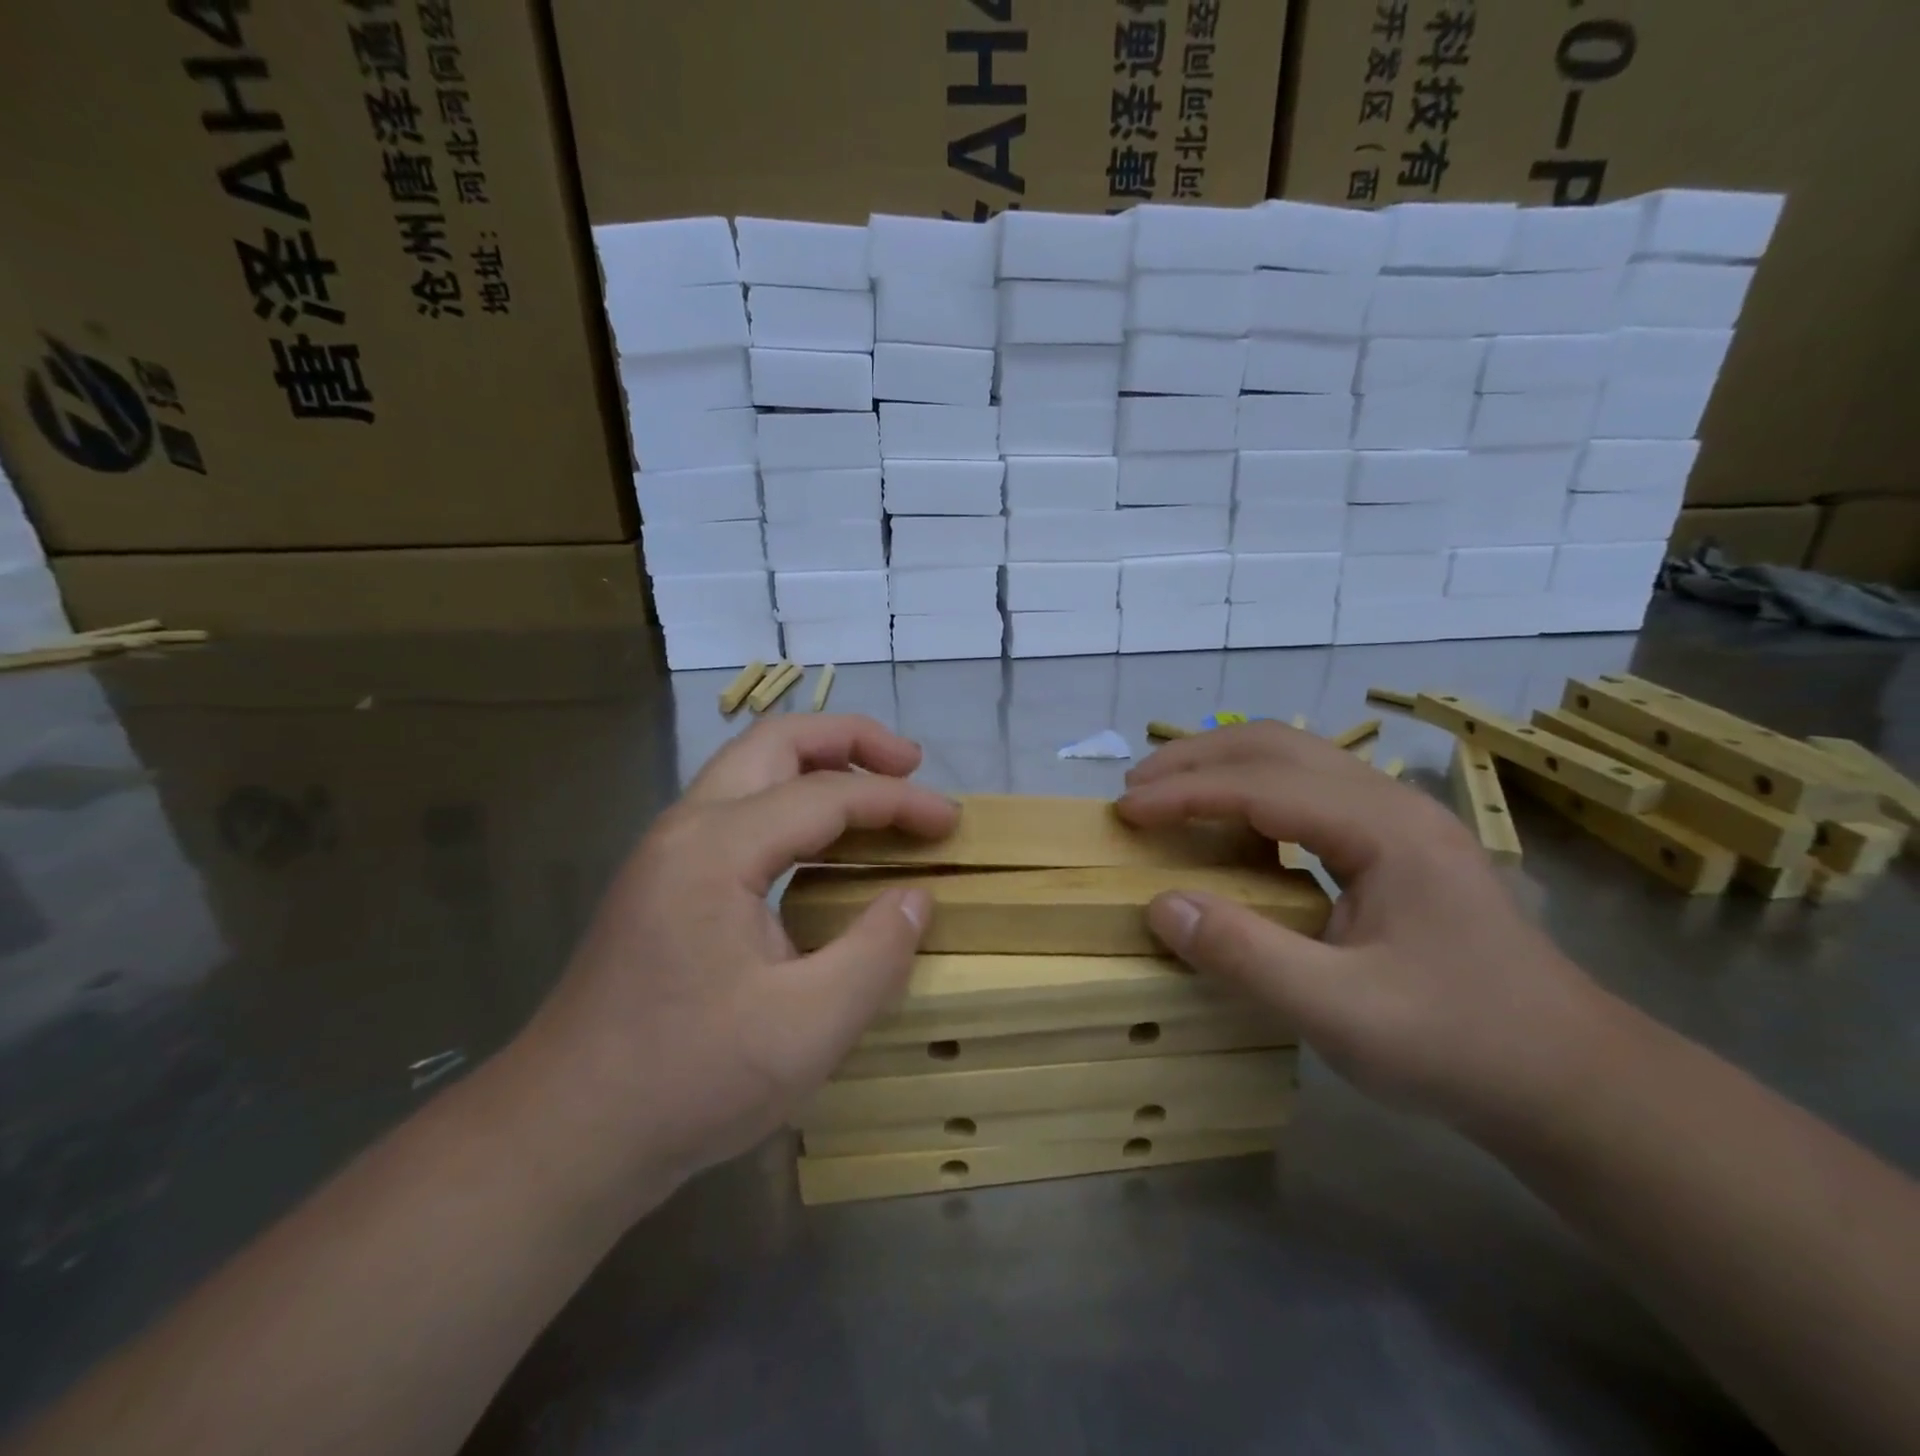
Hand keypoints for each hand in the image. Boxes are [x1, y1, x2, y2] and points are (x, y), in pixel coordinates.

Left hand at [515, 715, 957, 1208]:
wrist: (563, 1135)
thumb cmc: (686, 1082)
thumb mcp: (806, 1029)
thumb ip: (875, 954)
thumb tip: (915, 897)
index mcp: (716, 850)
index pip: (825, 795)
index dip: (897, 801)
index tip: (951, 821)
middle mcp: (685, 829)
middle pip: (775, 742)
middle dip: (849, 739)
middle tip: (909, 763)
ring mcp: (666, 852)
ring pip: (749, 768)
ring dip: (817, 762)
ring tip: (874, 786)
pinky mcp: (662, 881)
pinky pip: (736, 807)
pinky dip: (790, 799)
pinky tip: (819, 840)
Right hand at [1117, 723, 1617, 1132]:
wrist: (1572, 1081)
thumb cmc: (1459, 1046)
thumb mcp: (1342, 1015)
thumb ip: (1246, 957)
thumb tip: (1159, 905)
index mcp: (1386, 830)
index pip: (1262, 786)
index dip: (1186, 793)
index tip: (1125, 811)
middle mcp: (1393, 805)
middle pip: (1279, 746)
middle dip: (1198, 758)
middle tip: (1135, 788)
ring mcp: (1400, 821)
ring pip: (1296, 759)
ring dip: (1224, 766)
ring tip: (1168, 793)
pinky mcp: (1398, 845)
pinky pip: (1310, 791)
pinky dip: (1253, 791)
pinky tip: (1232, 825)